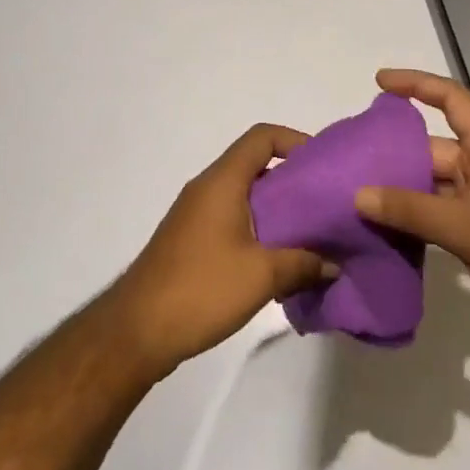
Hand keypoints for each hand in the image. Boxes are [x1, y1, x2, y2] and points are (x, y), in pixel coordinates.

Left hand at [108, 123, 337, 376]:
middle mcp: (206, 189)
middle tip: (323, 203)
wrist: (136, 331)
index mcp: (222, 182)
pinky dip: (258, 228)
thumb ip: (303, 264)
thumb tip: (333, 265)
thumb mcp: (262, 276)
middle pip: (255, 165)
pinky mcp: (190, 241)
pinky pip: (231, 219)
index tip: (321, 165)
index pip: (261, 138)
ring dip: (276, 209)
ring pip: (244, 195)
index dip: (294, 140)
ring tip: (308, 234)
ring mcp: (195, 215)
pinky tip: (277, 261)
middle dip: (292, 180)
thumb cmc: (201, 289)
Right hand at [354, 69, 469, 357]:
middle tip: (350, 158)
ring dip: (400, 190)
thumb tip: (358, 195)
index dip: (418, 84)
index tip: (380, 82)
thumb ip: (412, 210)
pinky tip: (382, 231)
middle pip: (435, 147)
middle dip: (396, 150)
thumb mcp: (468, 227)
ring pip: (433, 185)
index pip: (453, 99)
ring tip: (354, 194)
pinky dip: (413, 220)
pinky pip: (439, 217)